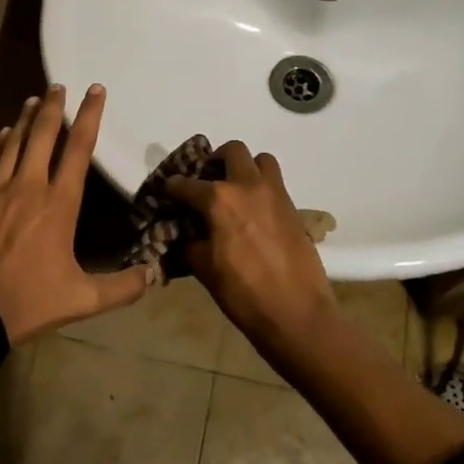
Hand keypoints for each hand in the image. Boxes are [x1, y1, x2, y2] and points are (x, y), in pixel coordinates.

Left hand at [0, 84, 152, 344]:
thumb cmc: (27, 301)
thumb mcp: (82, 300)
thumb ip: (122, 287)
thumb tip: (156, 275)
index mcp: (59, 204)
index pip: (79, 149)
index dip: (89, 116)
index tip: (95, 90)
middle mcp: (29, 186)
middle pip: (43, 135)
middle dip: (54, 106)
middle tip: (59, 85)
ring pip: (14, 142)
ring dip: (25, 119)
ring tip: (34, 99)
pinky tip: (3, 134)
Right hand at [164, 143, 338, 345]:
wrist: (296, 312)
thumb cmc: (243, 293)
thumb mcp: (205, 269)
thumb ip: (191, 243)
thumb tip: (186, 234)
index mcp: (219, 200)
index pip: (186, 184)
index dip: (172, 187)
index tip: (167, 191)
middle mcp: (247, 186)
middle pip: (232, 151)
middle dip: (215, 160)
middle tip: (207, 180)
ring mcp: (275, 194)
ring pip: (261, 160)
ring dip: (246, 167)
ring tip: (236, 189)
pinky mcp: (294, 208)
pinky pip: (276, 183)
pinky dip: (262, 188)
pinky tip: (254, 213)